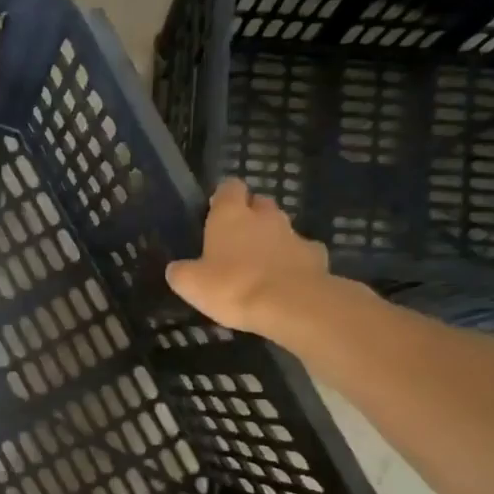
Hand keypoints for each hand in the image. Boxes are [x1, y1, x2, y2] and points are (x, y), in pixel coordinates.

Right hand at [165, 180, 331, 337]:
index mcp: (230, 215)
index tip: (215, 211)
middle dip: (250, 215)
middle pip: (259, 203)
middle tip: (236, 239)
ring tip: (259, 264)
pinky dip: (293, 261)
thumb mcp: (190, 284)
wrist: (290, 305)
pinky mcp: (316, 255)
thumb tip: (176, 269)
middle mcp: (264, 216)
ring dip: (271, 239)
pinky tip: (285, 280)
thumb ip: (181, 271)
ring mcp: (294, 234)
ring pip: (281, 227)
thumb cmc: (232, 286)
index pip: (229, 187)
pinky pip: (302, 252)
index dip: (223, 197)